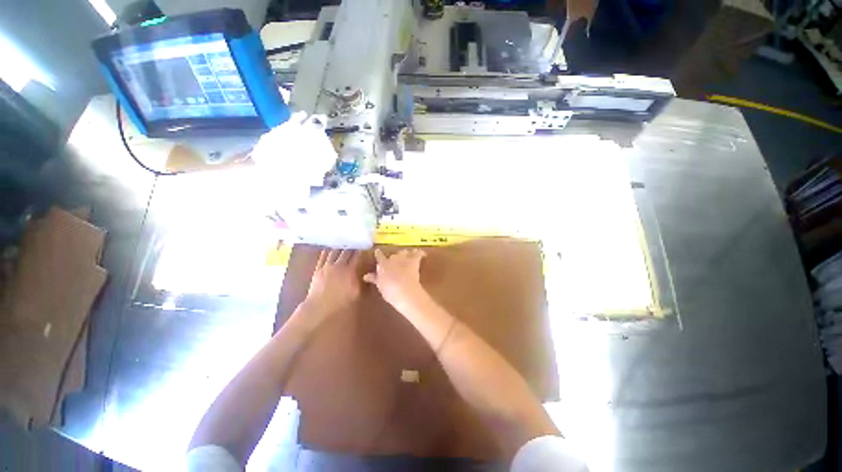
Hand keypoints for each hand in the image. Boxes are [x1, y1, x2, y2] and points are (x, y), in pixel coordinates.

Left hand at [300, 249, 361, 326]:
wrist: (320, 307)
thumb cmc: (341, 302)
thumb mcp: (356, 293)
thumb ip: (362, 282)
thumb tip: (367, 275)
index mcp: (350, 271)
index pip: (357, 257)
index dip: (361, 251)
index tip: (364, 248)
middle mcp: (339, 265)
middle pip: (346, 252)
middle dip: (351, 247)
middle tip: (355, 244)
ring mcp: (327, 266)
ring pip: (334, 252)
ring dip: (340, 248)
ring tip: (343, 244)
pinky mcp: (318, 269)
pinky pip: (322, 257)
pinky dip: (326, 252)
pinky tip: (328, 249)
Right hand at [364, 249, 427, 311]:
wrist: (404, 290)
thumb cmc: (389, 291)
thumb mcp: (380, 285)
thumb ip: (374, 279)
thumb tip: (366, 276)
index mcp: (383, 264)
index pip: (379, 256)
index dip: (379, 254)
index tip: (378, 252)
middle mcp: (393, 258)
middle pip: (393, 254)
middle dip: (394, 257)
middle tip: (395, 261)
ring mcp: (404, 259)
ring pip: (404, 252)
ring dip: (406, 254)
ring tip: (408, 255)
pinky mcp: (414, 261)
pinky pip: (418, 254)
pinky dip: (420, 253)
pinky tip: (423, 254)